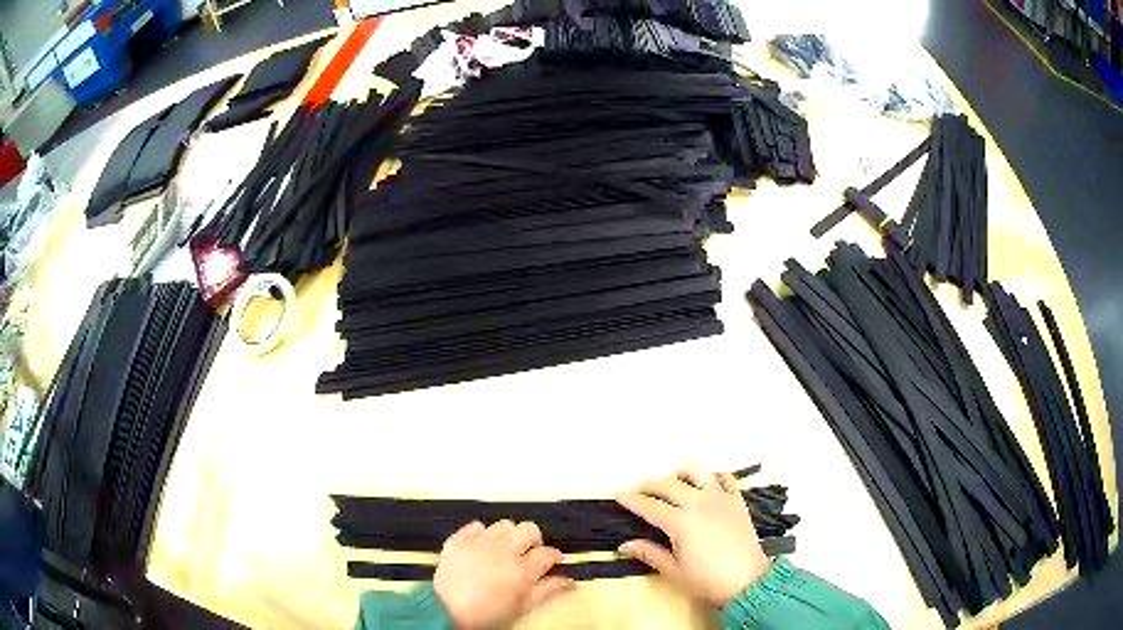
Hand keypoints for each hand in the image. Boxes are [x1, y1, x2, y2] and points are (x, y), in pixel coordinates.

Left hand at [434, 520, 573, 628]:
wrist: (446, 613)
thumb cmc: (487, 615)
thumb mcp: (521, 608)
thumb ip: (547, 591)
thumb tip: (569, 581)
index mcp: (522, 570)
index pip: (548, 553)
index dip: (554, 556)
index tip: (553, 561)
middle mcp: (503, 551)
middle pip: (529, 529)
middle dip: (534, 540)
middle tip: (529, 553)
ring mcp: (479, 543)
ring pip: (504, 524)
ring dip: (509, 535)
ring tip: (504, 549)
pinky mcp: (458, 540)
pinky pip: (475, 526)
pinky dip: (481, 533)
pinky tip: (482, 546)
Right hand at [616, 470, 769, 606]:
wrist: (747, 580)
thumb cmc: (706, 579)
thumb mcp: (673, 571)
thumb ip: (649, 554)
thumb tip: (623, 545)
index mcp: (680, 522)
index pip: (650, 506)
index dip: (632, 500)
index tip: (619, 496)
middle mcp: (698, 504)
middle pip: (669, 485)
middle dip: (651, 484)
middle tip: (640, 490)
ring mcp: (720, 499)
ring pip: (697, 475)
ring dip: (681, 475)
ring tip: (673, 479)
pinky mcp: (737, 502)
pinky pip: (726, 479)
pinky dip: (714, 476)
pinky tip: (708, 481)